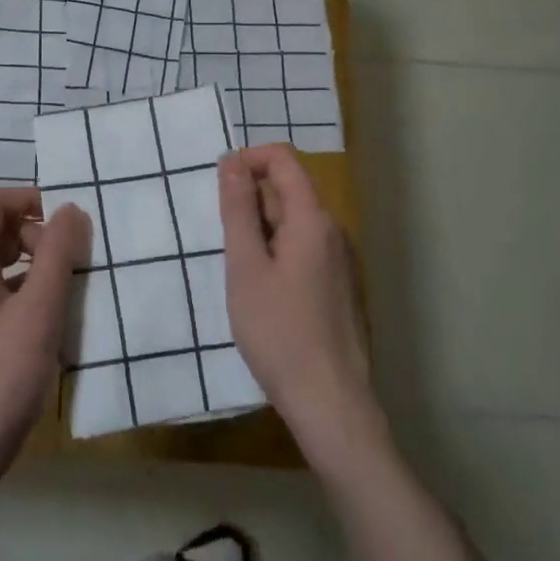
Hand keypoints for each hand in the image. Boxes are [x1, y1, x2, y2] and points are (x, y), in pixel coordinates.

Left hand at [0, 188, 88, 511]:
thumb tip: (71, 209)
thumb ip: (56, 255)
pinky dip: (34, 291)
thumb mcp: (38, 311)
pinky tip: (59, 315)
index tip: (69, 215)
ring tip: (74, 283)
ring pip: (7, 263)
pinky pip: (9, 292)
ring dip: (40, 263)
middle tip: (74, 257)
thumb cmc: (0, 375)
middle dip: (40, 233)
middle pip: (1, 230)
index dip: (31, 198)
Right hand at [219, 145, 380, 460]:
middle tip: (224, 239)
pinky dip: (277, 250)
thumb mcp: (245, 267)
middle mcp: (334, 231)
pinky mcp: (339, 285)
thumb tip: (231, 162)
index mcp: (313, 220)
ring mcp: (341, 260)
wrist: (329, 402)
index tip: (218, 186)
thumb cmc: (278, 332)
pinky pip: (305, 247)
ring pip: (295, 220)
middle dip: (251, 198)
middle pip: (289, 188)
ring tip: (239, 269)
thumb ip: (238, 210)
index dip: (247, 159)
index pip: (283, 159)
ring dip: (262, 227)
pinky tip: (263, 290)